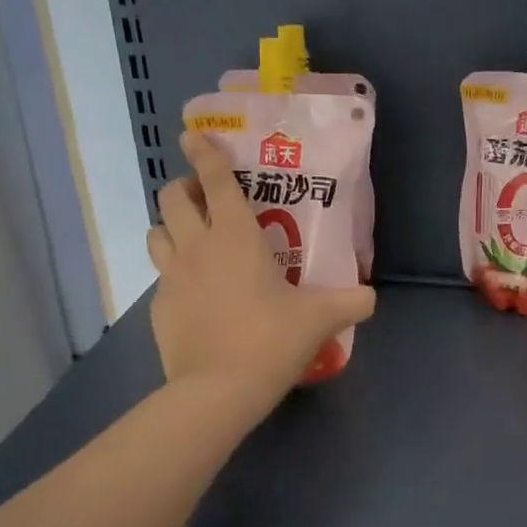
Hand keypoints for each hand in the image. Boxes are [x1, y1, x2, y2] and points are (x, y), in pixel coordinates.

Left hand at [146, 131, 374, 411]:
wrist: (218, 390)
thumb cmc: (271, 340)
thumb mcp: (320, 319)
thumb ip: (350, 302)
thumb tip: (371, 296)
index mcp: (235, 236)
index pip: (215, 180)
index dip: (204, 153)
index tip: (193, 135)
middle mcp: (196, 246)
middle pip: (172, 198)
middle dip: (183, 189)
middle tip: (204, 200)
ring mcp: (170, 277)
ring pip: (156, 233)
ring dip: (170, 227)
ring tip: (192, 240)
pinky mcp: (157, 307)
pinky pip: (160, 277)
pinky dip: (173, 274)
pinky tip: (193, 293)